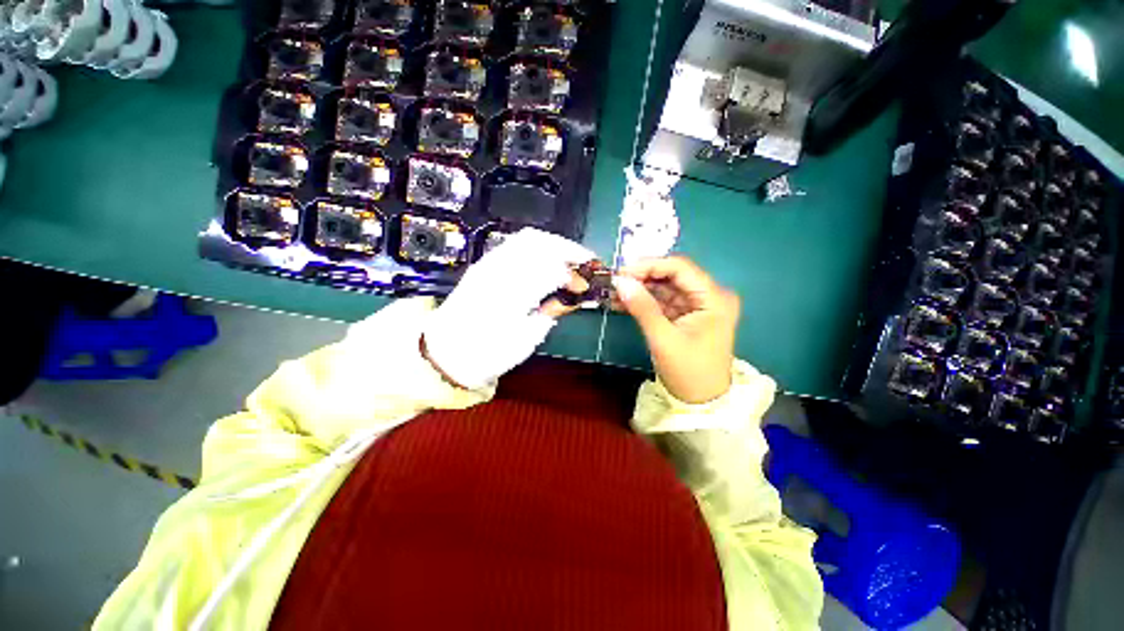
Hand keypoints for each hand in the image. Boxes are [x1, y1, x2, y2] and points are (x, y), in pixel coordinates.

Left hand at [422, 228, 593, 389]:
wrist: (446, 352)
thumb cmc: (487, 353)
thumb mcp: (525, 340)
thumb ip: (550, 313)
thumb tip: (571, 298)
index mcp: (510, 294)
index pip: (550, 269)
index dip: (573, 275)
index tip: (585, 286)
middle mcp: (498, 270)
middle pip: (540, 243)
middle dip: (568, 249)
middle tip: (585, 262)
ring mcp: (489, 263)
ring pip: (527, 239)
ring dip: (554, 244)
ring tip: (570, 259)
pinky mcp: (485, 264)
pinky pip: (515, 245)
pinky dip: (538, 247)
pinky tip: (547, 259)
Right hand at [614, 256, 739, 403]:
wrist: (701, 403)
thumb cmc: (688, 372)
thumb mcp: (663, 339)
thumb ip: (642, 307)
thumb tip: (620, 281)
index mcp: (714, 298)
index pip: (680, 268)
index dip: (650, 265)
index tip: (622, 272)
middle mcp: (710, 296)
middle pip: (672, 276)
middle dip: (642, 277)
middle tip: (615, 282)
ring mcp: (698, 306)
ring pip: (665, 287)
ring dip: (640, 289)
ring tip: (614, 292)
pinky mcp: (687, 315)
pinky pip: (663, 301)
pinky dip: (644, 301)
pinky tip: (623, 302)